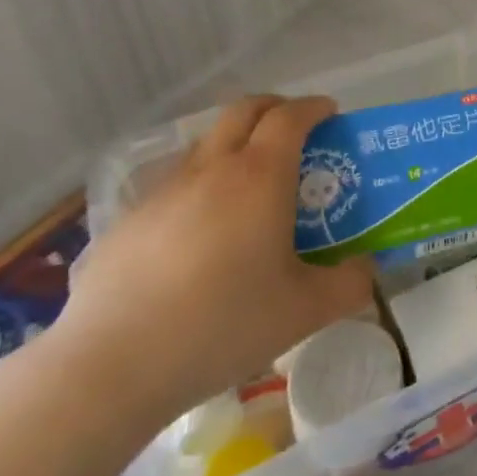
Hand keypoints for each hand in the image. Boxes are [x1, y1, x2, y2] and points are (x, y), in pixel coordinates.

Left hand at [57, 95, 374, 422]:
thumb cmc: (223, 325)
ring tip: (250, 184)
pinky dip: (200, 184)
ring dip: (235, 143)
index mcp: (260, 176)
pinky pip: (174, 183)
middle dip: (275, 108)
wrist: (110, 367)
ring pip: (206, 143)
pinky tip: (201, 233)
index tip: (331, 115)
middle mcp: (212, 169)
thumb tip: (366, 268)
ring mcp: (164, 192)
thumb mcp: (305, 311)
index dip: (314, 108)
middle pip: (244, 110)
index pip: (291, 116)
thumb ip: (349, 283)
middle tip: (296, 131)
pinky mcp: (128, 221)